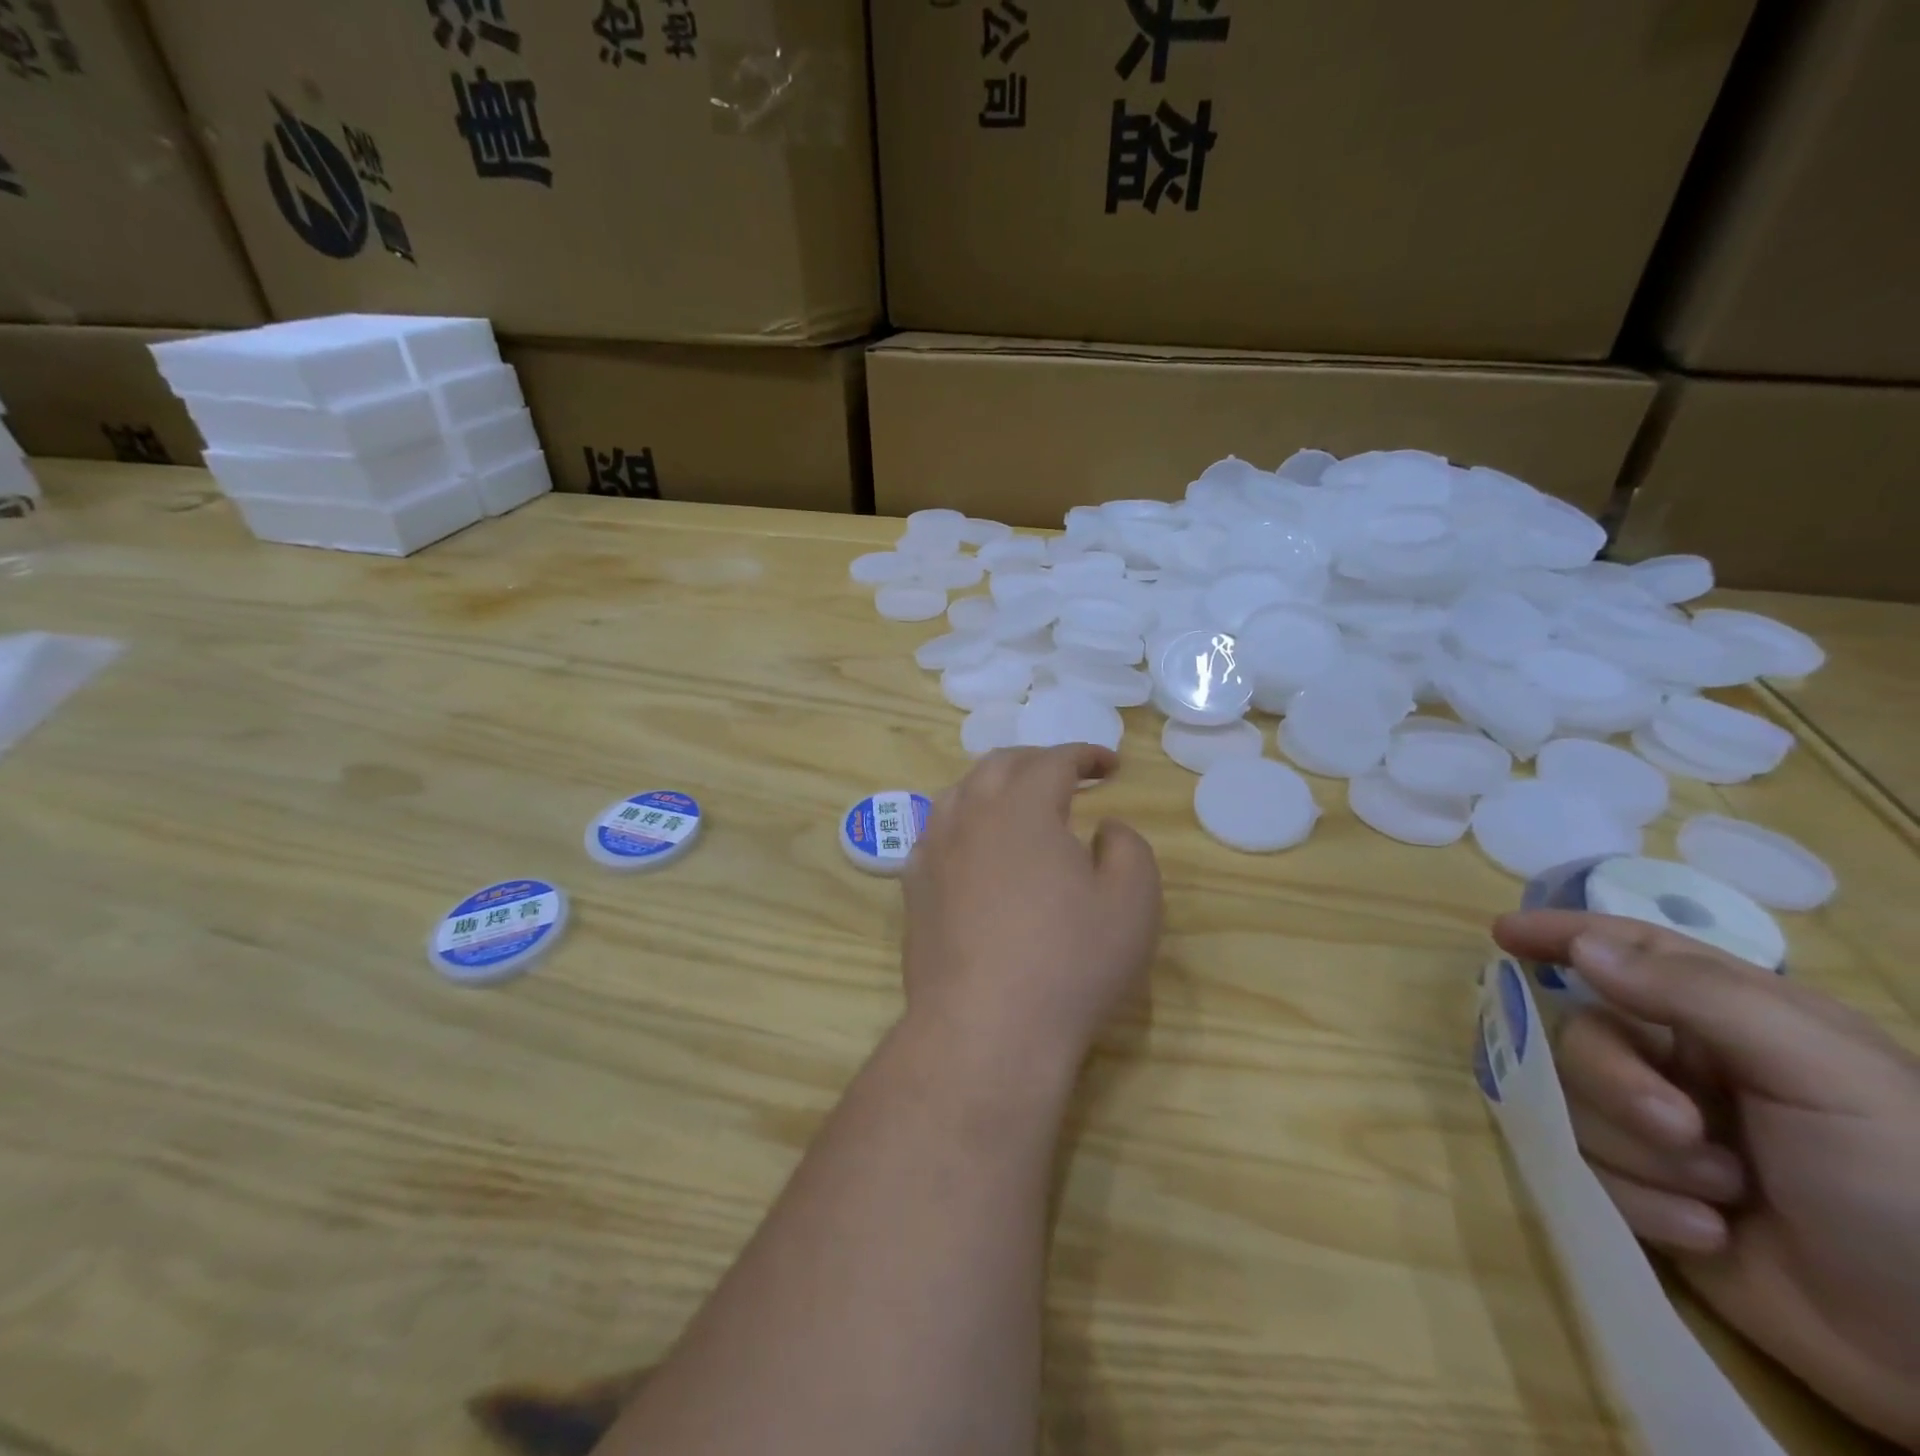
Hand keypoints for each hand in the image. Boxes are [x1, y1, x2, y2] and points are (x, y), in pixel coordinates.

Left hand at [901, 745, 1161, 1073]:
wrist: (985, 1028)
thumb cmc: (1069, 963)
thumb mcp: (1132, 903)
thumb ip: (1128, 848)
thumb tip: (1104, 827)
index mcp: (1022, 808)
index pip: (1054, 760)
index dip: (1085, 755)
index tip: (1110, 766)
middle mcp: (971, 815)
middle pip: (1000, 764)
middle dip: (1038, 761)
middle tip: (1067, 775)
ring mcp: (934, 850)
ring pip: (960, 792)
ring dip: (995, 784)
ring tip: (1018, 801)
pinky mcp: (913, 887)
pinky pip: (936, 832)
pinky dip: (963, 821)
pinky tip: (973, 845)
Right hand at [1494, 911, 1919, 1449]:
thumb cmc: (1905, 1186)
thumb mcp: (1822, 1073)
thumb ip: (1697, 995)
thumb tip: (1583, 948)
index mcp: (1732, 1021)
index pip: (1629, 951)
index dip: (1563, 934)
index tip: (1503, 934)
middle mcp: (1686, 1066)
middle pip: (1583, 1038)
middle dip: (1616, 1084)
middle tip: (1679, 1128)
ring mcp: (1663, 1133)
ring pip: (1576, 1106)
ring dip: (1639, 1154)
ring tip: (1722, 1200)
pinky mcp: (1647, 1193)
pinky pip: (1590, 1171)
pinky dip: (1643, 1203)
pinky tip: (1709, 1235)